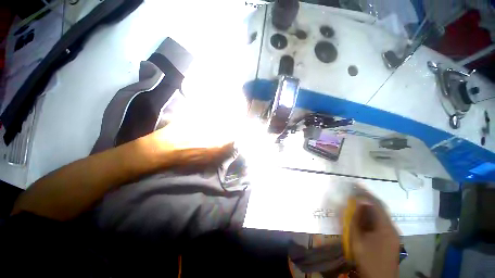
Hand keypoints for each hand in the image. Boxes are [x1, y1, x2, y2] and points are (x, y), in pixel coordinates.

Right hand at [349, 197, 399, 277]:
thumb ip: (356, 219)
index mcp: (385, 227)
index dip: (365, 193)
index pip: (376, 204)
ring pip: (382, 214)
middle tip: (357, 190)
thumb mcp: (357, 238)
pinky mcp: (392, 238)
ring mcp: (394, 233)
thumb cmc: (367, 258)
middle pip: (381, 208)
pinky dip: (374, 214)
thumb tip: (356, 203)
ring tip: (359, 199)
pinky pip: (382, 221)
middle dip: (369, 197)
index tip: (356, 185)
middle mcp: (392, 227)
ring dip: (371, 205)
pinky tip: (366, 214)